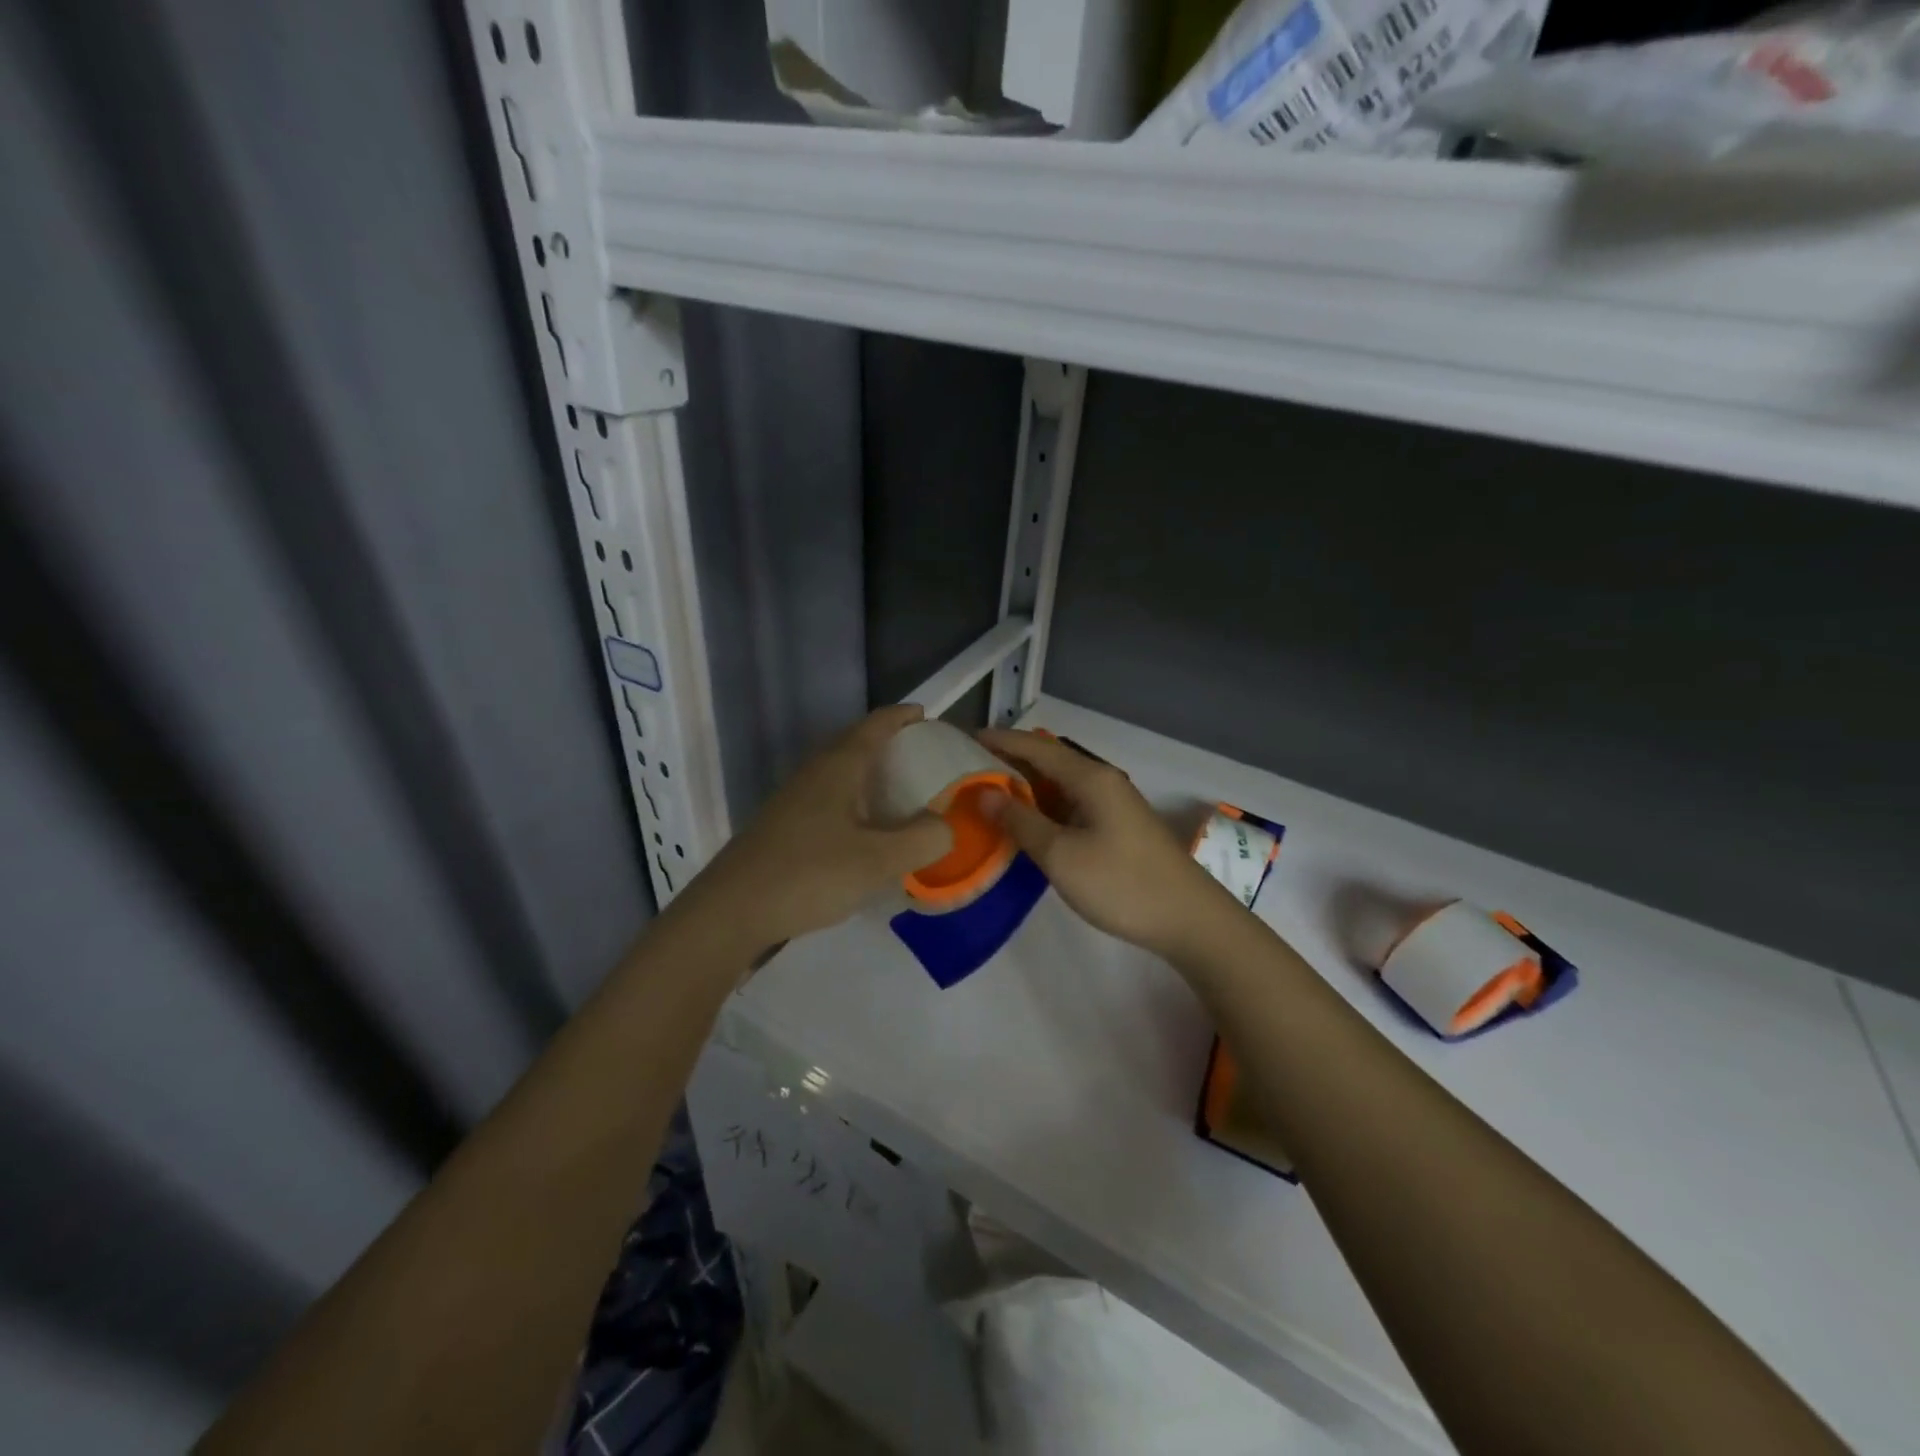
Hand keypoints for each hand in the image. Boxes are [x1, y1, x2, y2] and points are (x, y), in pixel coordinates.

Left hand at [683, 705, 953, 957]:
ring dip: (870, 776)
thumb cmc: (809, 874)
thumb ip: (922, 839)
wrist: (731, 912)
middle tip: (923, 760)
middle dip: (890, 745)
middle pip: (856, 744)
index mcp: (838, 767)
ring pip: (840, 774)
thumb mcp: (878, 861)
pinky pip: (829, 800)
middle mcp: (814, 773)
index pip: (876, 725)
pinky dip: (855, 803)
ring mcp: (794, 800)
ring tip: (901, 795)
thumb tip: (946, 825)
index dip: (903, 716)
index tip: (928, 717)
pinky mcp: (783, 826)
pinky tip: (865, 833)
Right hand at [977, 728, 1242, 958]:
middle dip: (1008, 761)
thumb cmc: (1121, 884)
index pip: (1036, 746)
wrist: (1188, 920)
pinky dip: (1044, 807)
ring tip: (987, 794)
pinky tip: (1025, 822)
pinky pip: (1071, 804)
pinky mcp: (1117, 826)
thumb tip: (984, 794)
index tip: (962, 739)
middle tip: (967, 769)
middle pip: (1048, 760)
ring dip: (1026, 786)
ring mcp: (1113, 804)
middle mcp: (1102, 781)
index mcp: (1090, 778)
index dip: (999, 740)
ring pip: (1060, 784)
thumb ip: (1021, 821)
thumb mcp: (1061, 855)